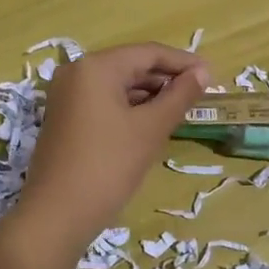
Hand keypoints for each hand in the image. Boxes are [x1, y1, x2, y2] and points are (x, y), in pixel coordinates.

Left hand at [18, 43, 209, 252]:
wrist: (56, 215)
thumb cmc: (108, 166)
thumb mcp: (150, 129)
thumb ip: (179, 96)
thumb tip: (203, 73)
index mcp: (96, 67)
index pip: (148, 53)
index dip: (183, 62)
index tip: (212, 75)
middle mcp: (77, 72)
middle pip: (131, 65)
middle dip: (166, 78)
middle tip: (200, 92)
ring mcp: (66, 95)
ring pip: (117, 84)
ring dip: (149, 94)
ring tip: (182, 107)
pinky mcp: (64, 117)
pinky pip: (104, 100)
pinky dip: (130, 107)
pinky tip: (152, 121)